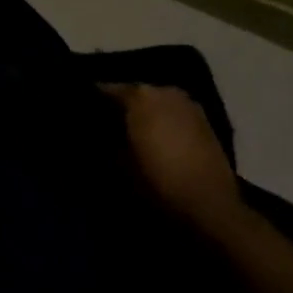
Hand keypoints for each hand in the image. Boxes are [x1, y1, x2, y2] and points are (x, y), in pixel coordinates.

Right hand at [100, 83, 241, 227]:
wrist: (209, 203)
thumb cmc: (157, 182)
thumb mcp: (120, 165)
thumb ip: (110, 141)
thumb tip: (103, 131)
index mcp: (140, 97)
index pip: (108, 89)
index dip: (95, 99)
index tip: (83, 110)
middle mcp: (164, 91)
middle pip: (136, 92)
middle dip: (122, 104)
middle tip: (108, 122)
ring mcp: (187, 103)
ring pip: (157, 100)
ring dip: (145, 111)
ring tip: (133, 130)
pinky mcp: (204, 119)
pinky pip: (174, 112)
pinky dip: (164, 119)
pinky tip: (158, 136)